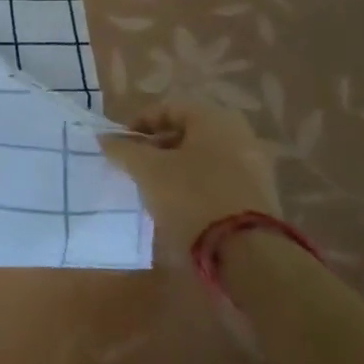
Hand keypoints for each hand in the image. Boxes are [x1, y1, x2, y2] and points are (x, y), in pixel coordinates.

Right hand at [99, 104, 277, 256]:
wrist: (248, 255)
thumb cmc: (191, 197)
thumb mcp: (147, 170)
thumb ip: (123, 150)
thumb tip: (105, 139)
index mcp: (214, 119)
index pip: (168, 108)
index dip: (139, 124)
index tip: (120, 146)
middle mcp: (239, 135)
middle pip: (186, 133)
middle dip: (157, 148)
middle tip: (135, 167)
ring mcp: (254, 168)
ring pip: (202, 159)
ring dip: (175, 169)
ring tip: (153, 189)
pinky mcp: (259, 198)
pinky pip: (218, 181)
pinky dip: (195, 187)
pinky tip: (178, 207)